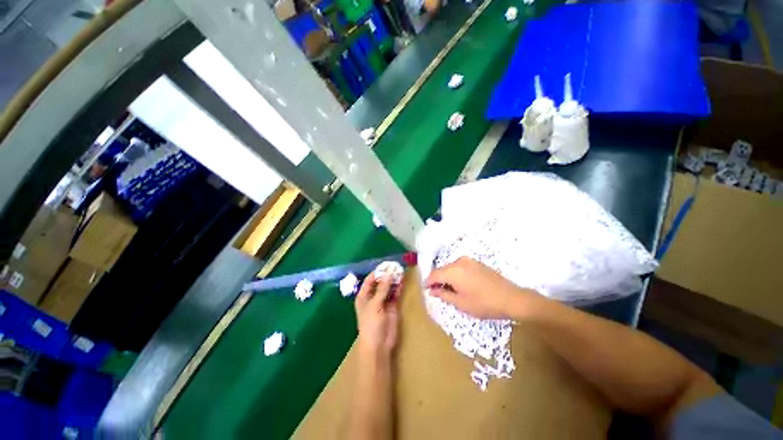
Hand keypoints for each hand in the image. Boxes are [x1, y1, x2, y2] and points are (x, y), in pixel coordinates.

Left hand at [355, 272, 401, 358]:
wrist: (379, 345)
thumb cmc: (371, 324)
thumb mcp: (375, 305)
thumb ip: (382, 289)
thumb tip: (388, 273)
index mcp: (364, 296)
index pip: (370, 280)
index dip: (378, 272)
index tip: (387, 265)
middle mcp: (373, 297)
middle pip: (380, 283)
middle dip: (387, 275)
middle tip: (396, 267)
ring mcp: (383, 302)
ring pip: (389, 288)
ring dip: (394, 280)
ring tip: (401, 271)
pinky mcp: (392, 306)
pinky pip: (395, 294)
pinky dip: (398, 288)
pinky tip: (402, 281)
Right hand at [425, 257, 537, 318]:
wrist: (512, 298)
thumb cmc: (484, 303)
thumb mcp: (461, 303)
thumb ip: (443, 294)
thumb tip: (432, 290)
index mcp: (453, 271)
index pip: (434, 274)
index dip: (428, 282)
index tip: (426, 290)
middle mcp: (459, 261)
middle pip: (442, 270)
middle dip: (437, 280)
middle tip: (437, 292)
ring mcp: (469, 260)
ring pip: (451, 268)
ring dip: (447, 277)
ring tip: (449, 290)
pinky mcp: (476, 263)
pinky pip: (459, 267)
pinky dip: (456, 274)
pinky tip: (460, 285)